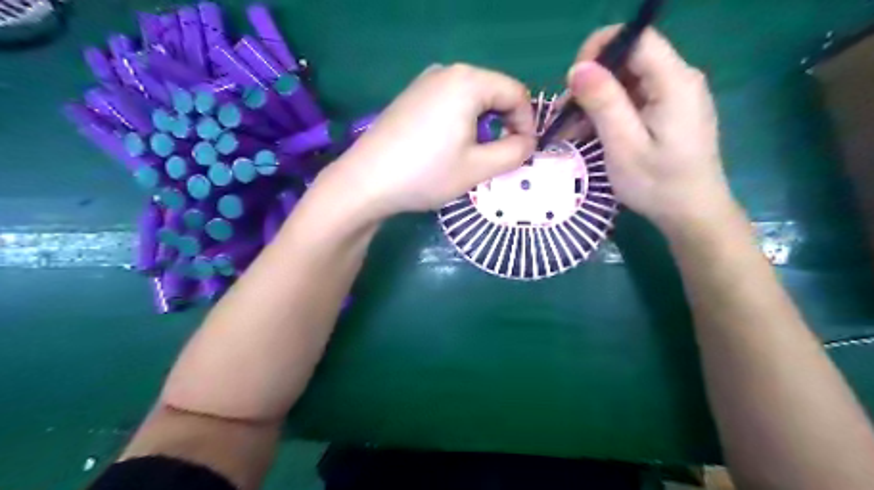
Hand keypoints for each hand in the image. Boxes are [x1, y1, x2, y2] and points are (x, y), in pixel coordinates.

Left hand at [316, 61, 532, 218]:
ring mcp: (424, 83)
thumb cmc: (426, 173)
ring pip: (471, 99)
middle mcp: (446, 72)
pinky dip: (461, 122)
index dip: (528, 123)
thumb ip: (514, 152)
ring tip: (475, 155)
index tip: (524, 152)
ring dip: (483, 125)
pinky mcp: (410, 97)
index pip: (515, 92)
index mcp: (468, 81)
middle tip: (501, 156)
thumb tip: (528, 143)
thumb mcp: (478, 168)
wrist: (366, 181)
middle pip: (493, 92)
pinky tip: (449, 147)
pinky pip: (449, 103)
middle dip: (505, 123)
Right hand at [566, 27, 735, 233]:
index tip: (574, 81)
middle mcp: (679, 79)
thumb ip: (604, 103)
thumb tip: (578, 67)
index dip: (600, 49)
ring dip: (596, 101)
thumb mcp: (624, 145)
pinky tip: (591, 134)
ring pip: (627, 80)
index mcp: (674, 82)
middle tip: (567, 115)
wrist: (692, 214)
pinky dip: (609, 112)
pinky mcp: (669, 111)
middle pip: (629, 59)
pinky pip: (634, 99)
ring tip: (573, 131)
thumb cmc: (658, 184)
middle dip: (593, 81)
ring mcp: (675, 96)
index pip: (637, 38)